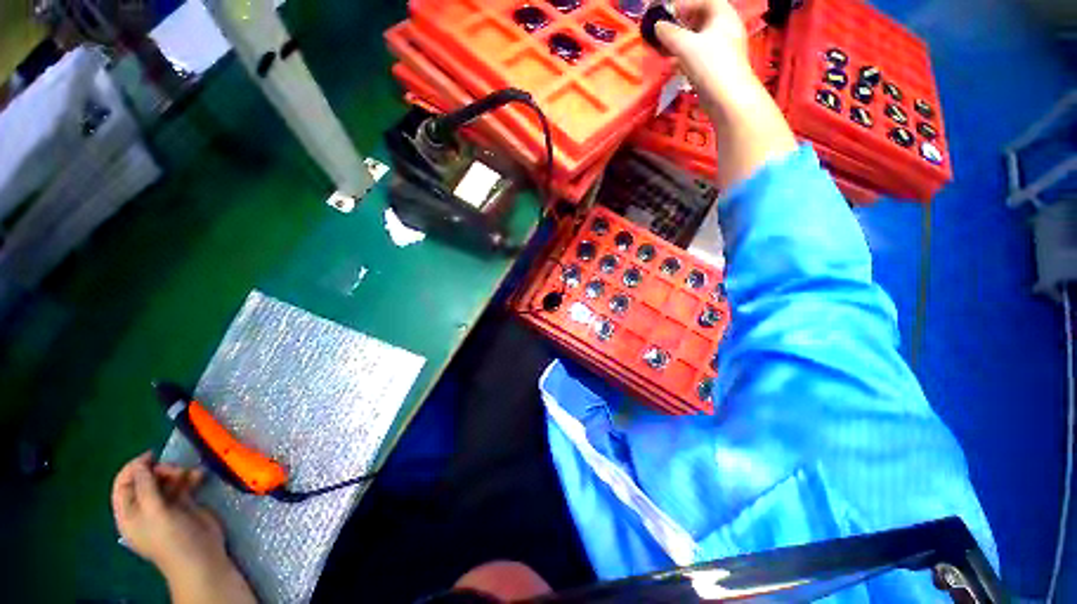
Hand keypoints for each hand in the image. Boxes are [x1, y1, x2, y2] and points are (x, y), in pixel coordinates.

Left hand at [111, 452, 227, 580]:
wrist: (200, 556)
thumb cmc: (171, 537)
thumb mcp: (154, 512)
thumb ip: (145, 487)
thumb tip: (141, 463)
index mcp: (129, 513)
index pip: (123, 484)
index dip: (134, 468)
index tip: (152, 456)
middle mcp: (144, 508)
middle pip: (146, 480)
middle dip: (160, 471)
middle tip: (176, 471)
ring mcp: (165, 507)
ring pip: (166, 481)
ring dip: (178, 473)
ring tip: (191, 474)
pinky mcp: (184, 505)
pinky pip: (184, 485)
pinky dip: (191, 477)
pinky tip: (200, 476)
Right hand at [653, 0, 796, 186]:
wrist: (728, 99)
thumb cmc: (711, 65)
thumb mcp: (686, 46)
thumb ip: (670, 34)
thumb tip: (657, 25)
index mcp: (723, 15)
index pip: (704, 0)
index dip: (683, 4)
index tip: (664, 12)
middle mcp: (726, 27)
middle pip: (701, 17)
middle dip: (681, 22)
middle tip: (663, 30)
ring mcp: (723, 48)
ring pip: (699, 37)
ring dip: (681, 41)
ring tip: (664, 48)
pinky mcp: (717, 66)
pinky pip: (699, 54)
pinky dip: (686, 55)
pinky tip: (674, 64)